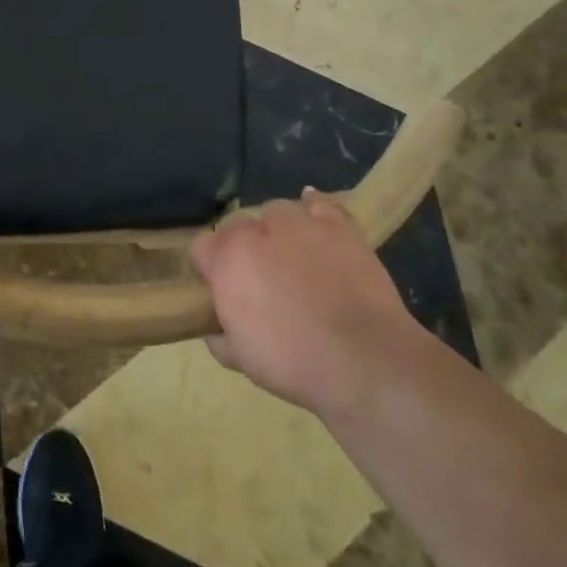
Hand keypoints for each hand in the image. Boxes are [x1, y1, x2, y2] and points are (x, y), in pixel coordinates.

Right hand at [188, 189, 417, 417]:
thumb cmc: (294, 363)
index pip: (201, 247)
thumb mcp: (242, 360)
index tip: (220, 289)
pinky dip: (314, 207)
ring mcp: (299, 223)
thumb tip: (216, 331)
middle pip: (237, 226)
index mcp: (227, 259)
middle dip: (242, 248)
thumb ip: (221, 338)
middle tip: (259, 280)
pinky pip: (319, 203)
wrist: (364, 360)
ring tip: (291, 256)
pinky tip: (314, 216)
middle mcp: (257, 230)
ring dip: (277, 230)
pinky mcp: (338, 226)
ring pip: (276, 212)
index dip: (209, 268)